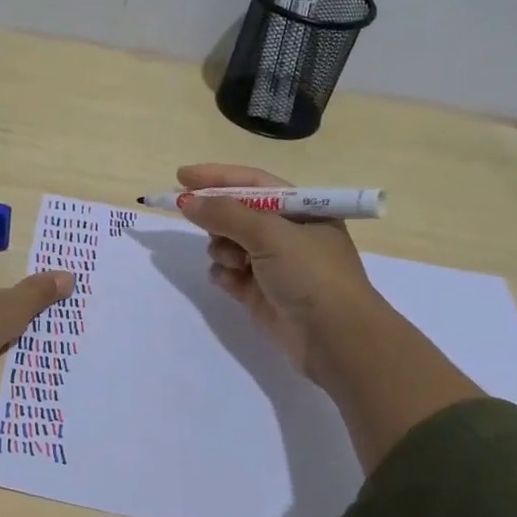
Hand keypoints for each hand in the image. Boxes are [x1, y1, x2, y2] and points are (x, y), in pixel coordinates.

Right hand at [175, 162, 376, 386]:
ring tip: (233, 262)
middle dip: (217, 217)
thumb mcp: (270, 234)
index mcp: (302, 210)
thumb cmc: (311, 274)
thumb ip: (225, 214)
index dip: (217, 177)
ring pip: (229, 244)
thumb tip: (187, 201)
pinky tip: (231, 282)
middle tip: (192, 218)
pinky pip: (230, 274)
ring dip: (222, 248)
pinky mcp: (261, 293)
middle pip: (238, 213)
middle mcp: (289, 233)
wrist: (336, 339)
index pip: (253, 183)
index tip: (181, 176)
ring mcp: (274, 265)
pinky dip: (225, 275)